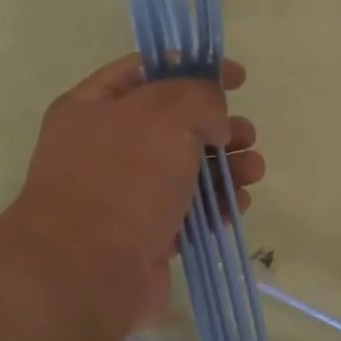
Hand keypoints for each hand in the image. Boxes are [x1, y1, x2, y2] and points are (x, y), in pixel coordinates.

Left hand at [4, 55, 263, 331]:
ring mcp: (124, 195)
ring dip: (225, 167)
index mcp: (94, 107)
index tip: (237, 78)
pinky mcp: (144, 236)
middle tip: (245, 135)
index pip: (147, 71)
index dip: (193, 67)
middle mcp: (106, 148)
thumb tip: (215, 121)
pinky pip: (187, 211)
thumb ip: (199, 97)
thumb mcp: (166, 114)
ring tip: (253, 172)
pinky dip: (215, 206)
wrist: (87, 273)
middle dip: (218, 126)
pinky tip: (237, 206)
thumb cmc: (123, 179)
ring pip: (186, 170)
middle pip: (173, 124)